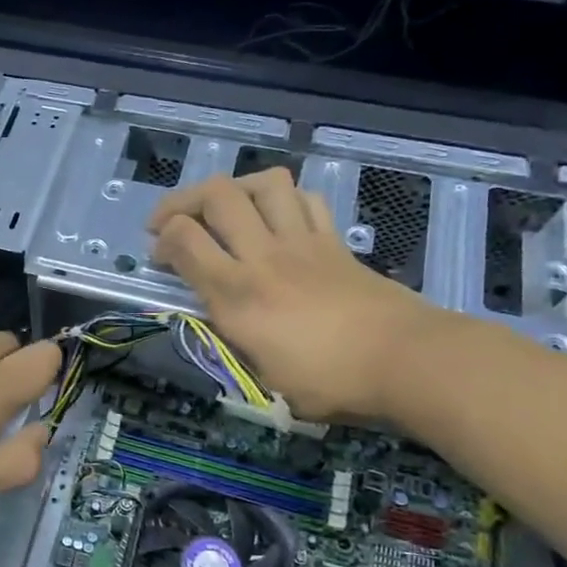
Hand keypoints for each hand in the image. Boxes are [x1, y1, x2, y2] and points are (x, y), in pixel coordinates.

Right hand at [146, 169, 440, 422]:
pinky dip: (282, 201)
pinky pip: (304, 200)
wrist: (406, 361)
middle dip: (183, 201)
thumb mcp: (261, 379)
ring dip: (235, 189)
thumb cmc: (329, 382)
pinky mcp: (334, 241)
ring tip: (225, 212)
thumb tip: (218, 321)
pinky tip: (275, 221)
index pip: (184, 239)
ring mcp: (303, 242)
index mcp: (237, 295)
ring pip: (264, 184)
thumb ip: (230, 343)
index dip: (162, 241)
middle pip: (217, 195)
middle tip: (174, 222)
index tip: (159, 259)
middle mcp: (263, 256)